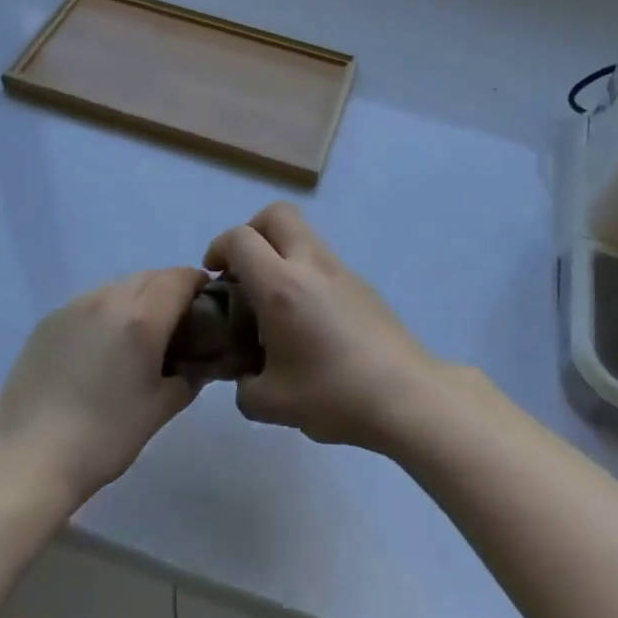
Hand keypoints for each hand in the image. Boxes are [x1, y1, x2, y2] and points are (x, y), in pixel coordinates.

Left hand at [0, 267, 207, 505]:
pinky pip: (89, 302)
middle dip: (169, 291)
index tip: (206, 306)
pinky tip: (100, 348)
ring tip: (136, 337)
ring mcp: (74, 306)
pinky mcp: (48, 321)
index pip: (180, 278)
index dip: (198, 284)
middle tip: (176, 324)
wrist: (28, 461)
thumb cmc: (105, 437)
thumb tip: (199, 364)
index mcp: (142, 316)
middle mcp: (109, 298)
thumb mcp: (160, 409)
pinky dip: (106, 312)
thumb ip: (189, 377)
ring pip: (119, 286)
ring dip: (137, 299)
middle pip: (151, 276)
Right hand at [205, 203, 443, 453]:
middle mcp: (310, 264)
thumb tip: (245, 376)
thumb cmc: (333, 395)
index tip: (213, 275)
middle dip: (251, 230)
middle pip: (276, 214)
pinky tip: (305, 316)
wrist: (404, 394)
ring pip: (302, 233)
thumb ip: (244, 386)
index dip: (218, 248)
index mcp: (281, 286)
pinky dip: (302, 269)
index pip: (240, 239)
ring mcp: (339, 268)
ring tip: (272, 297)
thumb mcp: (271, 404)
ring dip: (279, 249)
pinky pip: (320, 258)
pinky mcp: (360, 281)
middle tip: (243, 269)